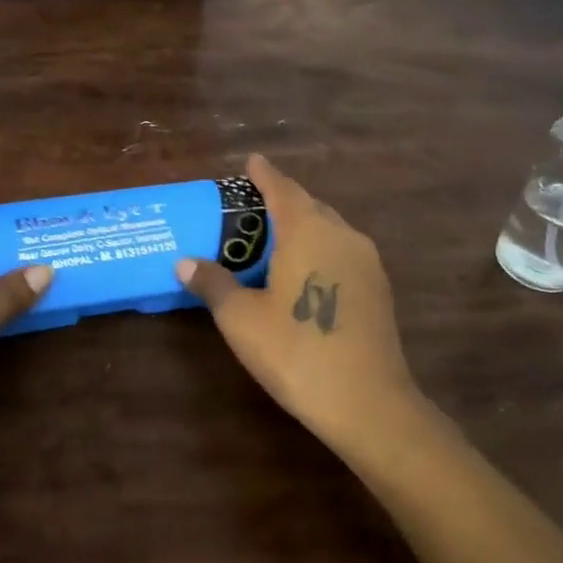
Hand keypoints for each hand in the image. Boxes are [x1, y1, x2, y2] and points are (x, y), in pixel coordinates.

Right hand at [177, 154, 421, 452]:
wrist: (368, 402)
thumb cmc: (296, 352)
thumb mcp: (241, 319)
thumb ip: (213, 283)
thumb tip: (184, 262)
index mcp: (307, 230)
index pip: (281, 188)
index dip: (264, 173)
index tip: (251, 160)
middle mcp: (341, 234)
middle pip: (308, 204)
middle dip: (282, 199)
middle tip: (252, 206)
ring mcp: (366, 260)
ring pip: (329, 228)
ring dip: (303, 224)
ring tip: (275, 237)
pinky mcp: (378, 287)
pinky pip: (342, 250)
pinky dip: (320, 247)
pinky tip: (305, 270)